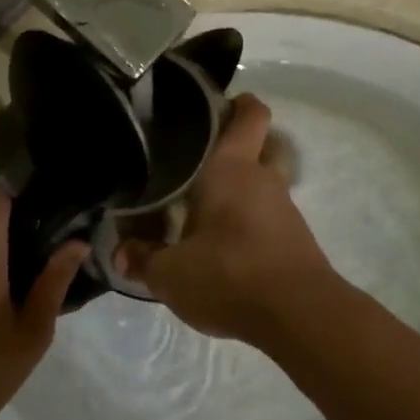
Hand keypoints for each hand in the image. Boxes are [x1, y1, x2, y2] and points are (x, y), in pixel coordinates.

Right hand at [113, 95, 336, 344]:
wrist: (299, 315)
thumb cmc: (229, 276)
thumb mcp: (170, 274)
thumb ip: (142, 259)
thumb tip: (120, 253)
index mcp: (232, 169)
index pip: (249, 114)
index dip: (236, 103)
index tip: (212, 108)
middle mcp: (264, 180)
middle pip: (262, 145)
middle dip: (238, 147)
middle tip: (200, 162)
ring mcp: (286, 210)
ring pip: (266, 183)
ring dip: (243, 190)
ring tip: (205, 210)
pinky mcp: (296, 239)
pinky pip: (271, 216)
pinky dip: (252, 222)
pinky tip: (226, 245)